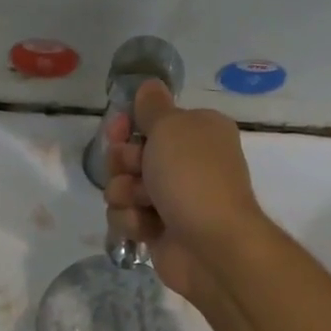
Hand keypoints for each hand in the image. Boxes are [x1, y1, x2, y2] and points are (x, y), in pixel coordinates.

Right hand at [103, 80, 265, 301]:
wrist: (213, 245)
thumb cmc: (193, 176)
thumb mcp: (171, 126)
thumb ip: (152, 105)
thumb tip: (149, 85)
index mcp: (197, 131)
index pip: (150, 120)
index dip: (127, 124)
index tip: (118, 129)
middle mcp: (186, 162)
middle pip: (130, 154)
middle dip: (124, 163)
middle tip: (136, 171)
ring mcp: (172, 198)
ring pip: (123, 187)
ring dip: (125, 194)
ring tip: (145, 204)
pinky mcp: (160, 229)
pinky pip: (127, 217)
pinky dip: (133, 221)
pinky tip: (147, 228)